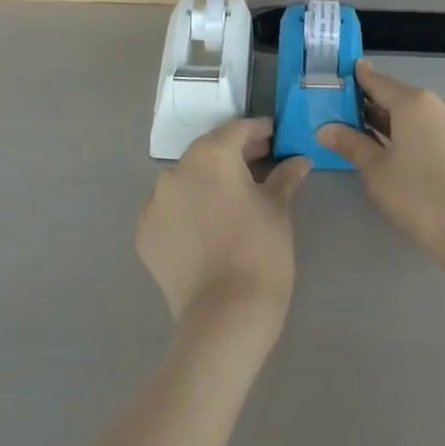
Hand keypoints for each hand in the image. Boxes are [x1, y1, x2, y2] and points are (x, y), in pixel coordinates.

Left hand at [137, 118, 308, 343]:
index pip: (237, 129)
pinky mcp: (145, 232)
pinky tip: (207, 226)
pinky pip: (170, 209)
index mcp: (211, 155)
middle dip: (233, 155)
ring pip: (186, 179)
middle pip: (208, 151)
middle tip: (259, 164)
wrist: (225, 315)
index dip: (258, 131)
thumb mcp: (278, 208)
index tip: (273, 137)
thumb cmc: (260, 251)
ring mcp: (155, 202)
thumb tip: (299, 161)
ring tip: (232, 199)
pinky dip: (187, 209)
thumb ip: (285, 177)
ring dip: (208, 181)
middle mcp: (176, 170)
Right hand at [317, 62, 444, 258]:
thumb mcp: (376, 171)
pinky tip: (390, 149)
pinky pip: (427, 129)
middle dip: (369, 103)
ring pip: (412, 114)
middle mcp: (435, 104)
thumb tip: (325, 128)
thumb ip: (351, 144)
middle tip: (339, 111)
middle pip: (396, 96)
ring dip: (387, 120)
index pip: (377, 81)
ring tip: (359, 132)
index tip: (336, 78)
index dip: (356, 79)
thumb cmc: (419, 195)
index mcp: (413, 102)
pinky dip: (406, 133)